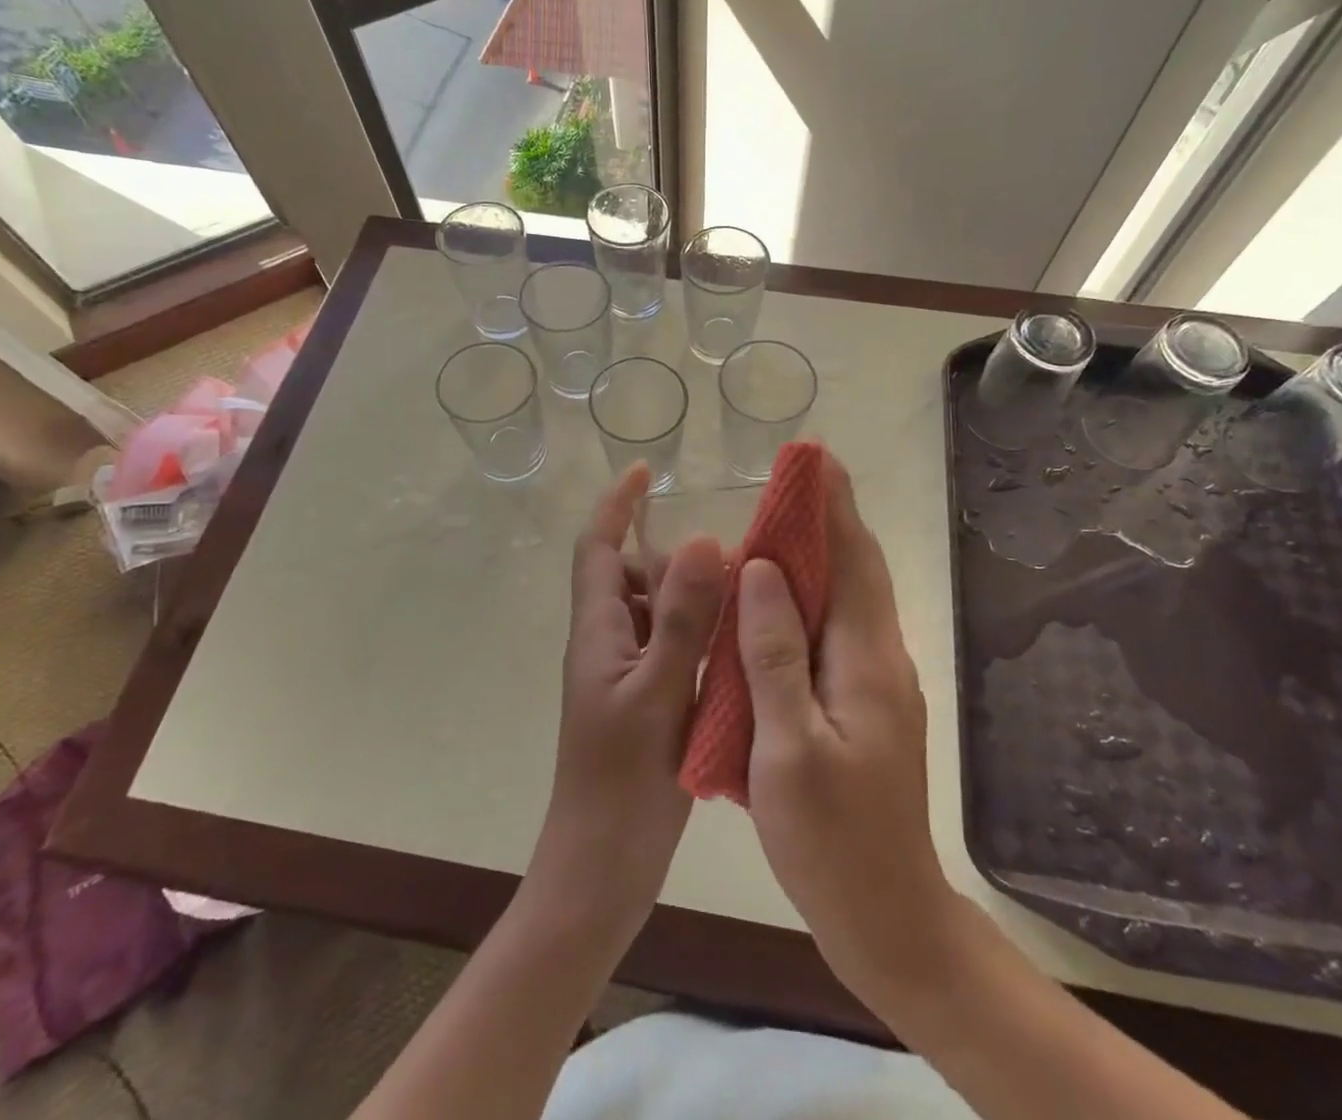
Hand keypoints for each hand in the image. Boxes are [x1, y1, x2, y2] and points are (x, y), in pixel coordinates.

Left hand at [529, 463, 726, 940]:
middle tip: (728, 549)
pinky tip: (737, 643)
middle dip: (670, 552)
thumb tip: (703, 540)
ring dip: (689, 592)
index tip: (646, 470)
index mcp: (598, 631)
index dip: (617, 504)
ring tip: (742, 590)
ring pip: (654, 611)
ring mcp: (624, 675)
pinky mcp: (644, 703)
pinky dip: (698, 632)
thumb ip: (680, 618)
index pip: (598, 547)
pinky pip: (669, 646)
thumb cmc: (621, 783)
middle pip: (631, 574)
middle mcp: (607, 643)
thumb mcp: (657, 692)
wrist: (600, 870)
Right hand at [736, 456, 963, 1008]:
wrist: (888, 918)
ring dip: (821, 552)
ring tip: (782, 521)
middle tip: (794, 476)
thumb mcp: (788, 747)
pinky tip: (779, 601)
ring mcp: (877, 683)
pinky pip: (836, 630)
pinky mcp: (865, 705)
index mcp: (866, 659)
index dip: (832, 505)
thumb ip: (774, 653)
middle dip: (830, 516)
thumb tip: (762, 568)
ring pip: (848, 598)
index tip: (814, 457)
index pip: (851, 560)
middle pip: (856, 569)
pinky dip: (811, 596)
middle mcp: (880, 658)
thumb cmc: (832, 839)